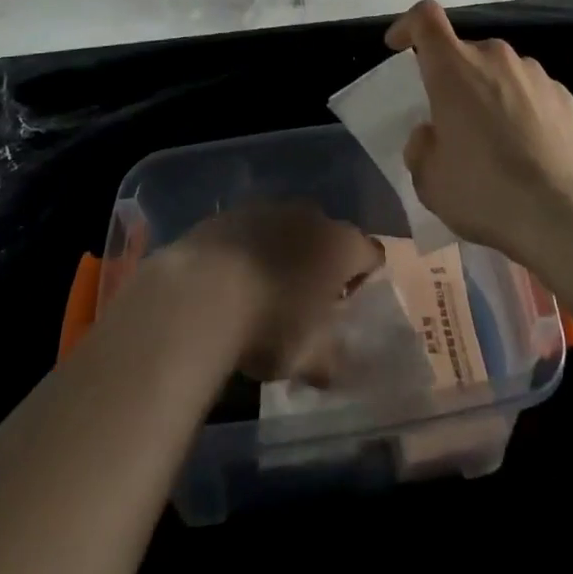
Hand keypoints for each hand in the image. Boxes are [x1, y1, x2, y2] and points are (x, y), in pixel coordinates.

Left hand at [167, 202, 383, 381]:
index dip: (364, 278)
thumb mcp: (307, 358)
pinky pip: (253, 230)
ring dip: (285, 252)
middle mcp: (312, 215)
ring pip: (289, 228)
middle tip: (305, 301)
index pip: (371, 254)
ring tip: (265, 289)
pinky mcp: (232, 211)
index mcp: (342, 245)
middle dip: (322, 262)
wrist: (201, 293)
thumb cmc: (269, 324)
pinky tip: (233, 280)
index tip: (345, 306)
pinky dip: (251, 249)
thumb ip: (328, 359)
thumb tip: (332, 366)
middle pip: (329, 236)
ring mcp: (270, 207)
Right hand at [386, 0, 572, 266]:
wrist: (564, 215)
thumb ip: (421, 146)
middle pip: (464, 52)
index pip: (425, 18)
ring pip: (500, 72)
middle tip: (451, 122)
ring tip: (494, 142)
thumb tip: (431, 133)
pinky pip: (530, 92)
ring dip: (489, 93)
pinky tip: (527, 150)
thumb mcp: (429, 179)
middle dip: (453, 78)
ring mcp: (535, 73)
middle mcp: (495, 57)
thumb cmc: (485, 191)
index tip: (398, 45)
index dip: (408, 25)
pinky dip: (521, 109)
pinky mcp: (565, 95)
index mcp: (454, 68)